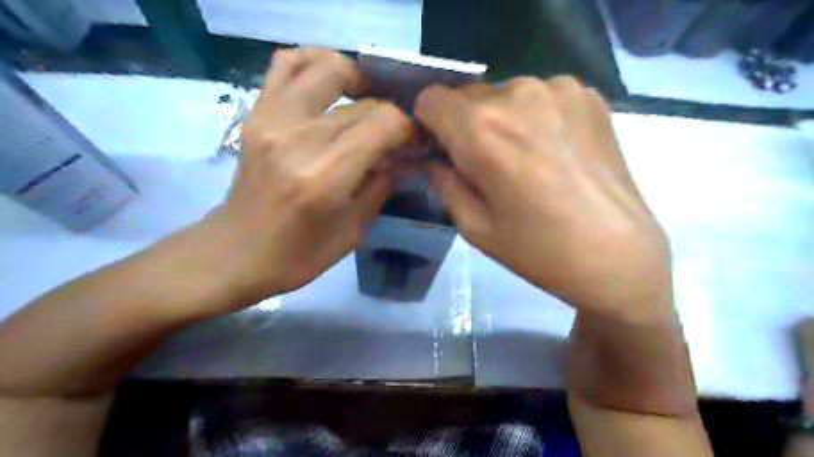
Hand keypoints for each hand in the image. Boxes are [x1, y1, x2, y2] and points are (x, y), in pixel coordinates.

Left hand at [203, 49, 414, 304]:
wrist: (236, 252)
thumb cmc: (298, 255)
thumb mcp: (353, 232)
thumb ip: (381, 186)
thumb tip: (401, 157)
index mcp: (326, 177)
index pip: (383, 124)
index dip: (407, 129)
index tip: (413, 143)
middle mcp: (298, 139)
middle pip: (362, 103)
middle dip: (389, 115)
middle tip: (392, 134)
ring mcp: (272, 120)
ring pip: (326, 68)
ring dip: (356, 79)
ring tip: (364, 99)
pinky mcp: (256, 114)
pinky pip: (286, 64)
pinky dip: (314, 63)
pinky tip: (329, 83)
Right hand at [416, 77, 671, 319]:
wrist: (616, 254)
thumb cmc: (537, 249)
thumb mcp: (472, 225)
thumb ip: (442, 182)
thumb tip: (432, 159)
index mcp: (480, 130)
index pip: (430, 99)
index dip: (428, 124)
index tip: (441, 149)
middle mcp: (516, 94)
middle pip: (466, 95)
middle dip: (464, 125)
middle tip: (484, 162)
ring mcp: (557, 88)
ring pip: (504, 94)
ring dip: (501, 120)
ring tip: (525, 159)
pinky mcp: (587, 94)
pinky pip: (540, 96)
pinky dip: (535, 117)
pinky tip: (554, 151)